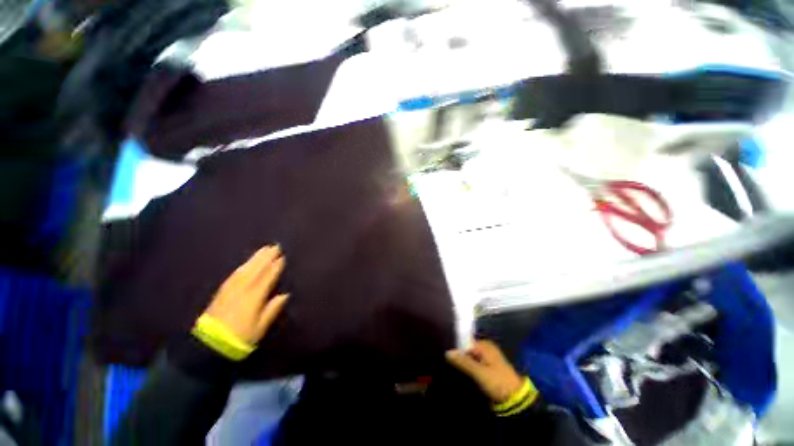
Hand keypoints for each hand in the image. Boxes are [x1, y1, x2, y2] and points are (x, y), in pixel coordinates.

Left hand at [202, 245, 288, 344]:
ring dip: (255, 259)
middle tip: (275, 246)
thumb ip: (272, 309)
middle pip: (256, 270)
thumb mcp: (260, 327)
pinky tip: (246, 263)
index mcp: (254, 297)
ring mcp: (230, 289)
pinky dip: (242, 266)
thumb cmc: (240, 337)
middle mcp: (242, 289)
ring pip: (245, 270)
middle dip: (266, 257)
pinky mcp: (221, 292)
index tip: (282, 256)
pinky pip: (234, 275)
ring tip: (263, 250)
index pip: (267, 277)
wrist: (210, 345)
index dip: (275, 266)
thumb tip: (285, 295)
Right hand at [446, 340, 524, 403]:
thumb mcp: (479, 372)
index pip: (465, 342)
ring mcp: (488, 357)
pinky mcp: (488, 366)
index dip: (456, 348)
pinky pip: (474, 362)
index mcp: (484, 345)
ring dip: (463, 361)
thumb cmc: (498, 382)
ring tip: (451, 367)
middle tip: (447, 362)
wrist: (516, 398)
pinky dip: (468, 366)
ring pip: (470, 356)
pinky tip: (462, 371)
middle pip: (467, 348)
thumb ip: (464, 361)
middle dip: (459, 355)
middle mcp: (486, 347)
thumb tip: (447, 352)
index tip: (446, 355)